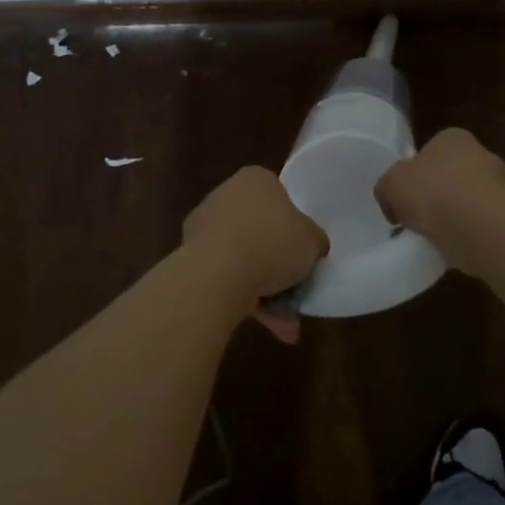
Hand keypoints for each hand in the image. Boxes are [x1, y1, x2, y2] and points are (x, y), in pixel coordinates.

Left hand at [183, 166, 327, 343]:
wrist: (218, 271)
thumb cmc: (272, 242)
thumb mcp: (312, 240)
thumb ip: (313, 240)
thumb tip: (311, 246)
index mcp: (255, 179)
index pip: (278, 196)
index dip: (293, 225)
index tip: (303, 250)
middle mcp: (226, 194)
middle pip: (260, 229)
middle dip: (278, 265)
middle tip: (296, 291)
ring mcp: (205, 225)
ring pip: (243, 257)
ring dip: (265, 289)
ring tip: (286, 324)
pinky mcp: (191, 255)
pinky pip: (226, 275)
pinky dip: (244, 297)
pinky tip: (266, 325)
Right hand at [375, 127, 504, 274]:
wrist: (480, 229)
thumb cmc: (433, 192)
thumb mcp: (390, 184)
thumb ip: (387, 188)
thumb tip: (393, 203)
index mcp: (454, 138)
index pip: (432, 150)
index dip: (416, 171)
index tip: (405, 194)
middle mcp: (482, 155)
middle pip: (452, 175)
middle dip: (438, 193)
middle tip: (418, 216)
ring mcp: (501, 187)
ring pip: (468, 201)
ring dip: (454, 216)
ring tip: (433, 237)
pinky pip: (479, 225)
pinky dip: (466, 235)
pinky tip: (452, 248)